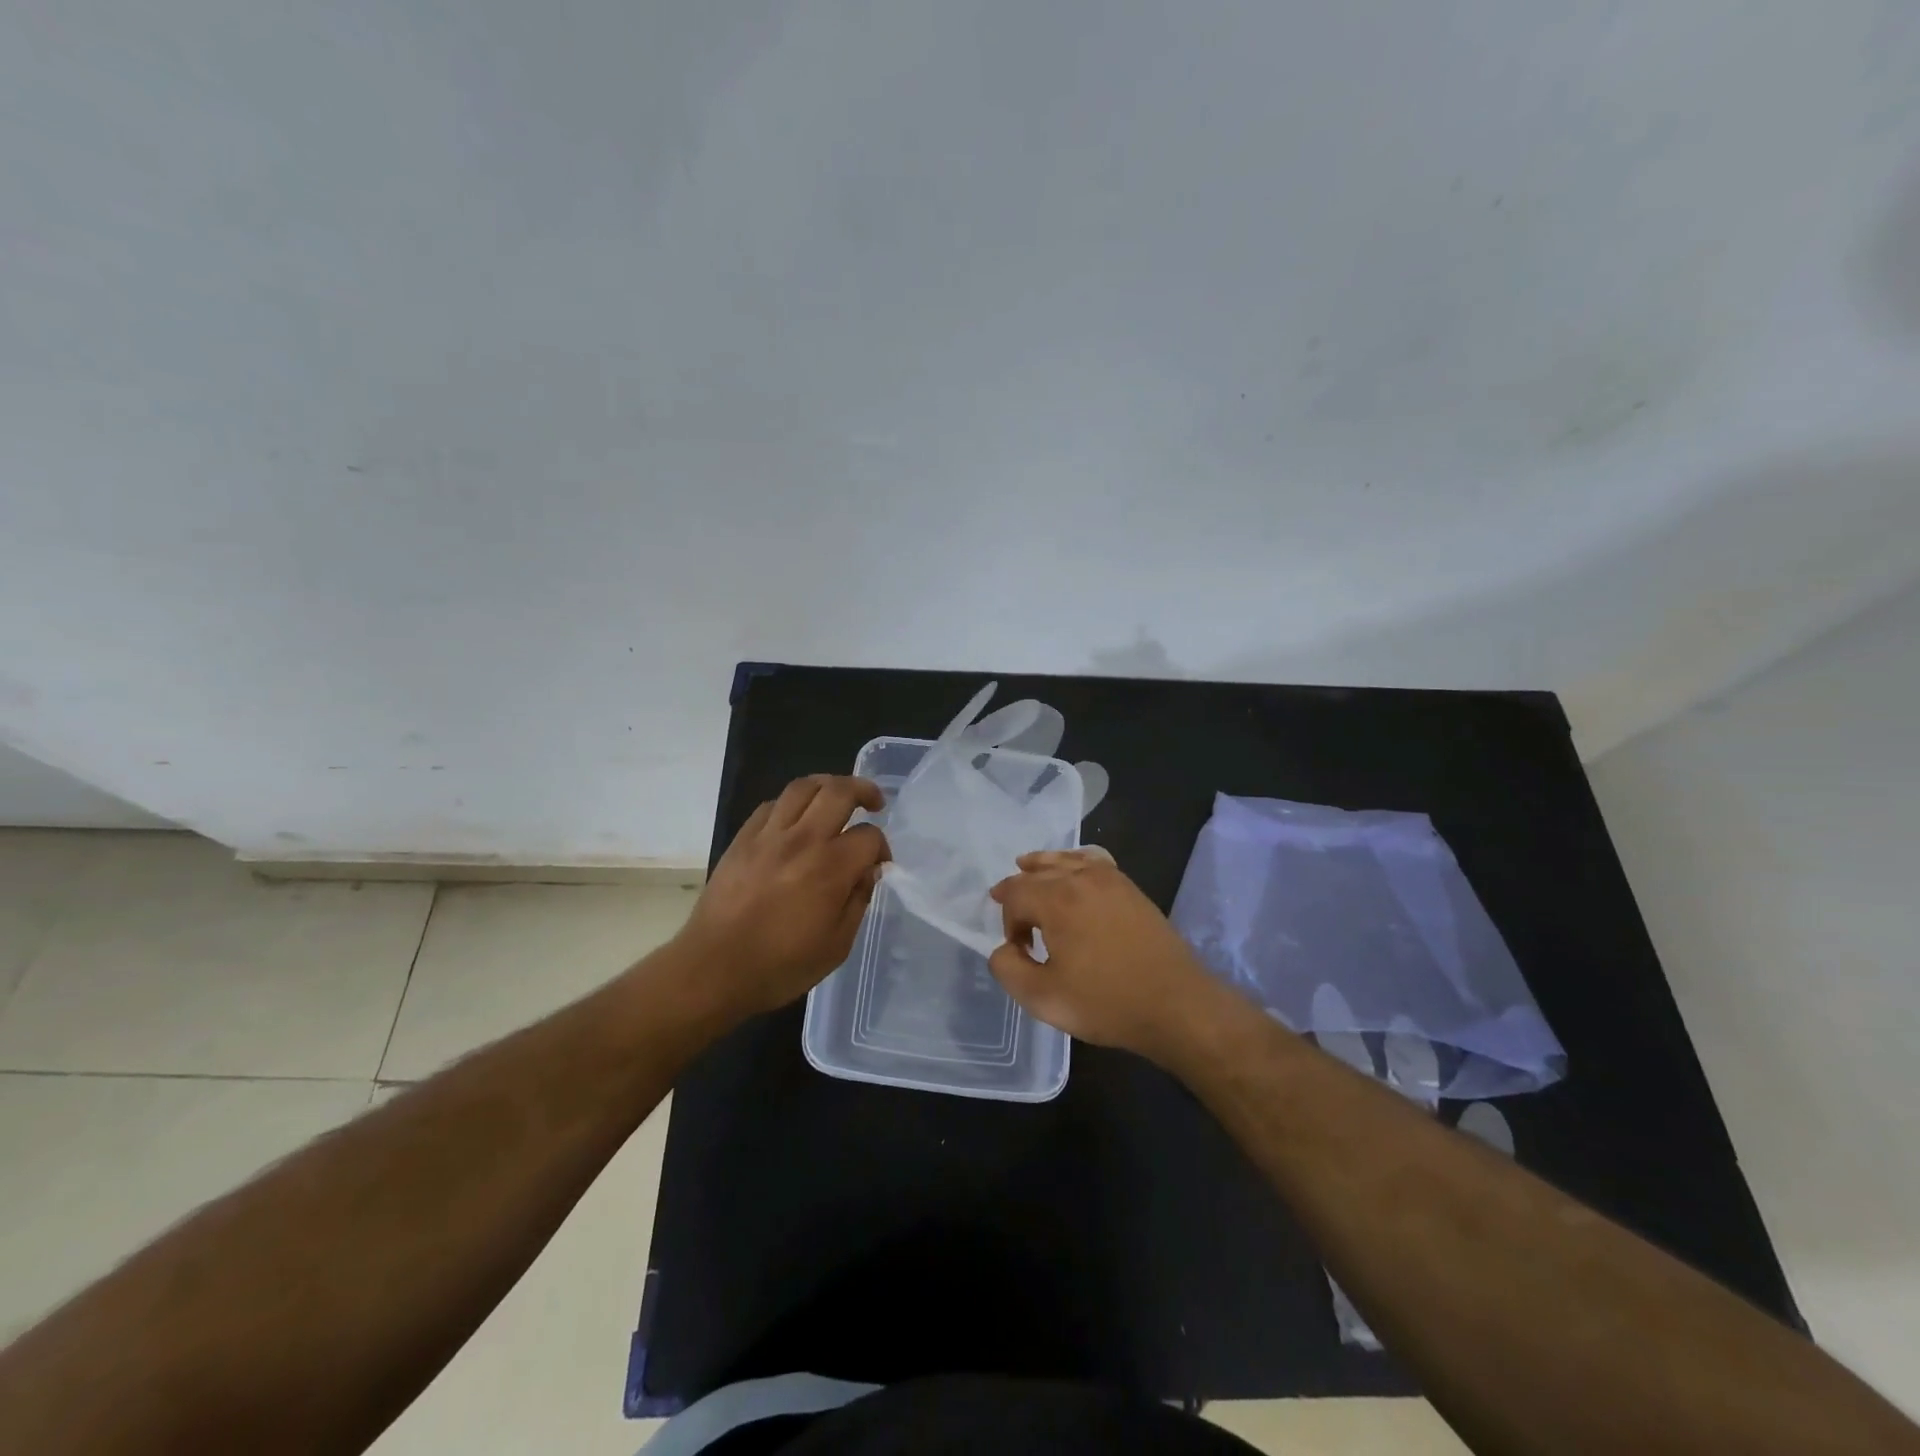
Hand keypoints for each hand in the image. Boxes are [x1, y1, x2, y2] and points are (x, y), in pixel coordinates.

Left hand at [676, 775, 889, 1019]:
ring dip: (828, 785)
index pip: (869, 836)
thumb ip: (858, 901)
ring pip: (803, 786)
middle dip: (864, 791)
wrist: (713, 970)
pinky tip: (797, 819)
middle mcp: (802, 840)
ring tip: (837, 797)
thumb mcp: (836, 946)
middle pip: (839, 791)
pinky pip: (772, 804)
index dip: (881, 847)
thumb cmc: (780, 966)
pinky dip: (792, 803)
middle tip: (874, 803)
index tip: (879, 864)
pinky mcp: (743, 839)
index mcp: (830, 868)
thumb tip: (868, 871)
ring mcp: (768, 835)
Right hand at [988, 848, 1230, 1063]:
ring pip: (1065, 859)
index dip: (1007, 920)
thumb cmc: (1106, 1002)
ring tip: (1028, 866)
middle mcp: (1081, 878)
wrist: (1176, 1004)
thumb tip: (1003, 949)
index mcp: (1056, 900)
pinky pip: (1094, 860)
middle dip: (1018, 889)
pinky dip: (1075, 861)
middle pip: (1037, 871)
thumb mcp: (1043, 999)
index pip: (1015, 893)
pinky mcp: (1131, 888)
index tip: (1018, 950)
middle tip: (1008, 906)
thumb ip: (1009, 969)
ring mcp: (1110, 879)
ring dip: (1042, 866)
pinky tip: (1075, 871)